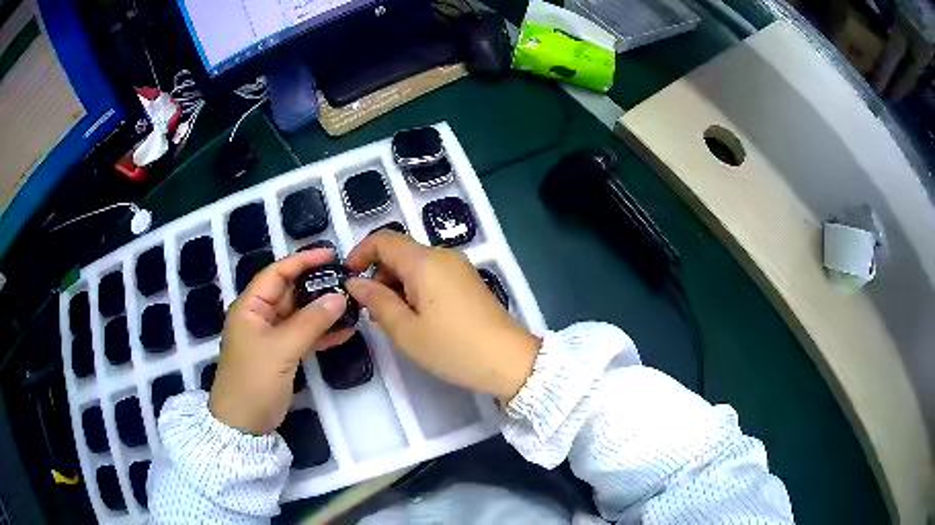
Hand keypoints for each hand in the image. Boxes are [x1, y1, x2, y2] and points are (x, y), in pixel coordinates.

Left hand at [210, 249, 352, 434]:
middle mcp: (261, 316)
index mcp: (251, 306)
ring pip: (300, 315)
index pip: (277, 273)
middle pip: (291, 292)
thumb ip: (310, 322)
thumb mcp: (281, 349)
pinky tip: (344, 333)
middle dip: (317, 286)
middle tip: (348, 282)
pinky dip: (322, 334)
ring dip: (323, 311)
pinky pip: (304, 336)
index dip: (302, 261)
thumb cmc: (254, 380)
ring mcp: (272, 336)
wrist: (244, 423)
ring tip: (352, 305)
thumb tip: (340, 297)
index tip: (331, 255)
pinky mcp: (282, 354)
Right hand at [345, 232, 539, 400]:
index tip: (348, 279)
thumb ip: (376, 301)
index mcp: (424, 262)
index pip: (383, 240)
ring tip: (393, 321)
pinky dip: (415, 290)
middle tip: (371, 311)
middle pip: (400, 252)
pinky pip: (433, 275)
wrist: (508, 361)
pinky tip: (416, 318)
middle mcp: (443, 256)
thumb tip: (354, 282)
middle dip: (379, 276)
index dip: (360, 254)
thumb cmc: (452, 347)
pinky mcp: (468, 281)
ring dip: (396, 285)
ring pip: (416, 265)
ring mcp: (459, 268)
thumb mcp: (405, 330)